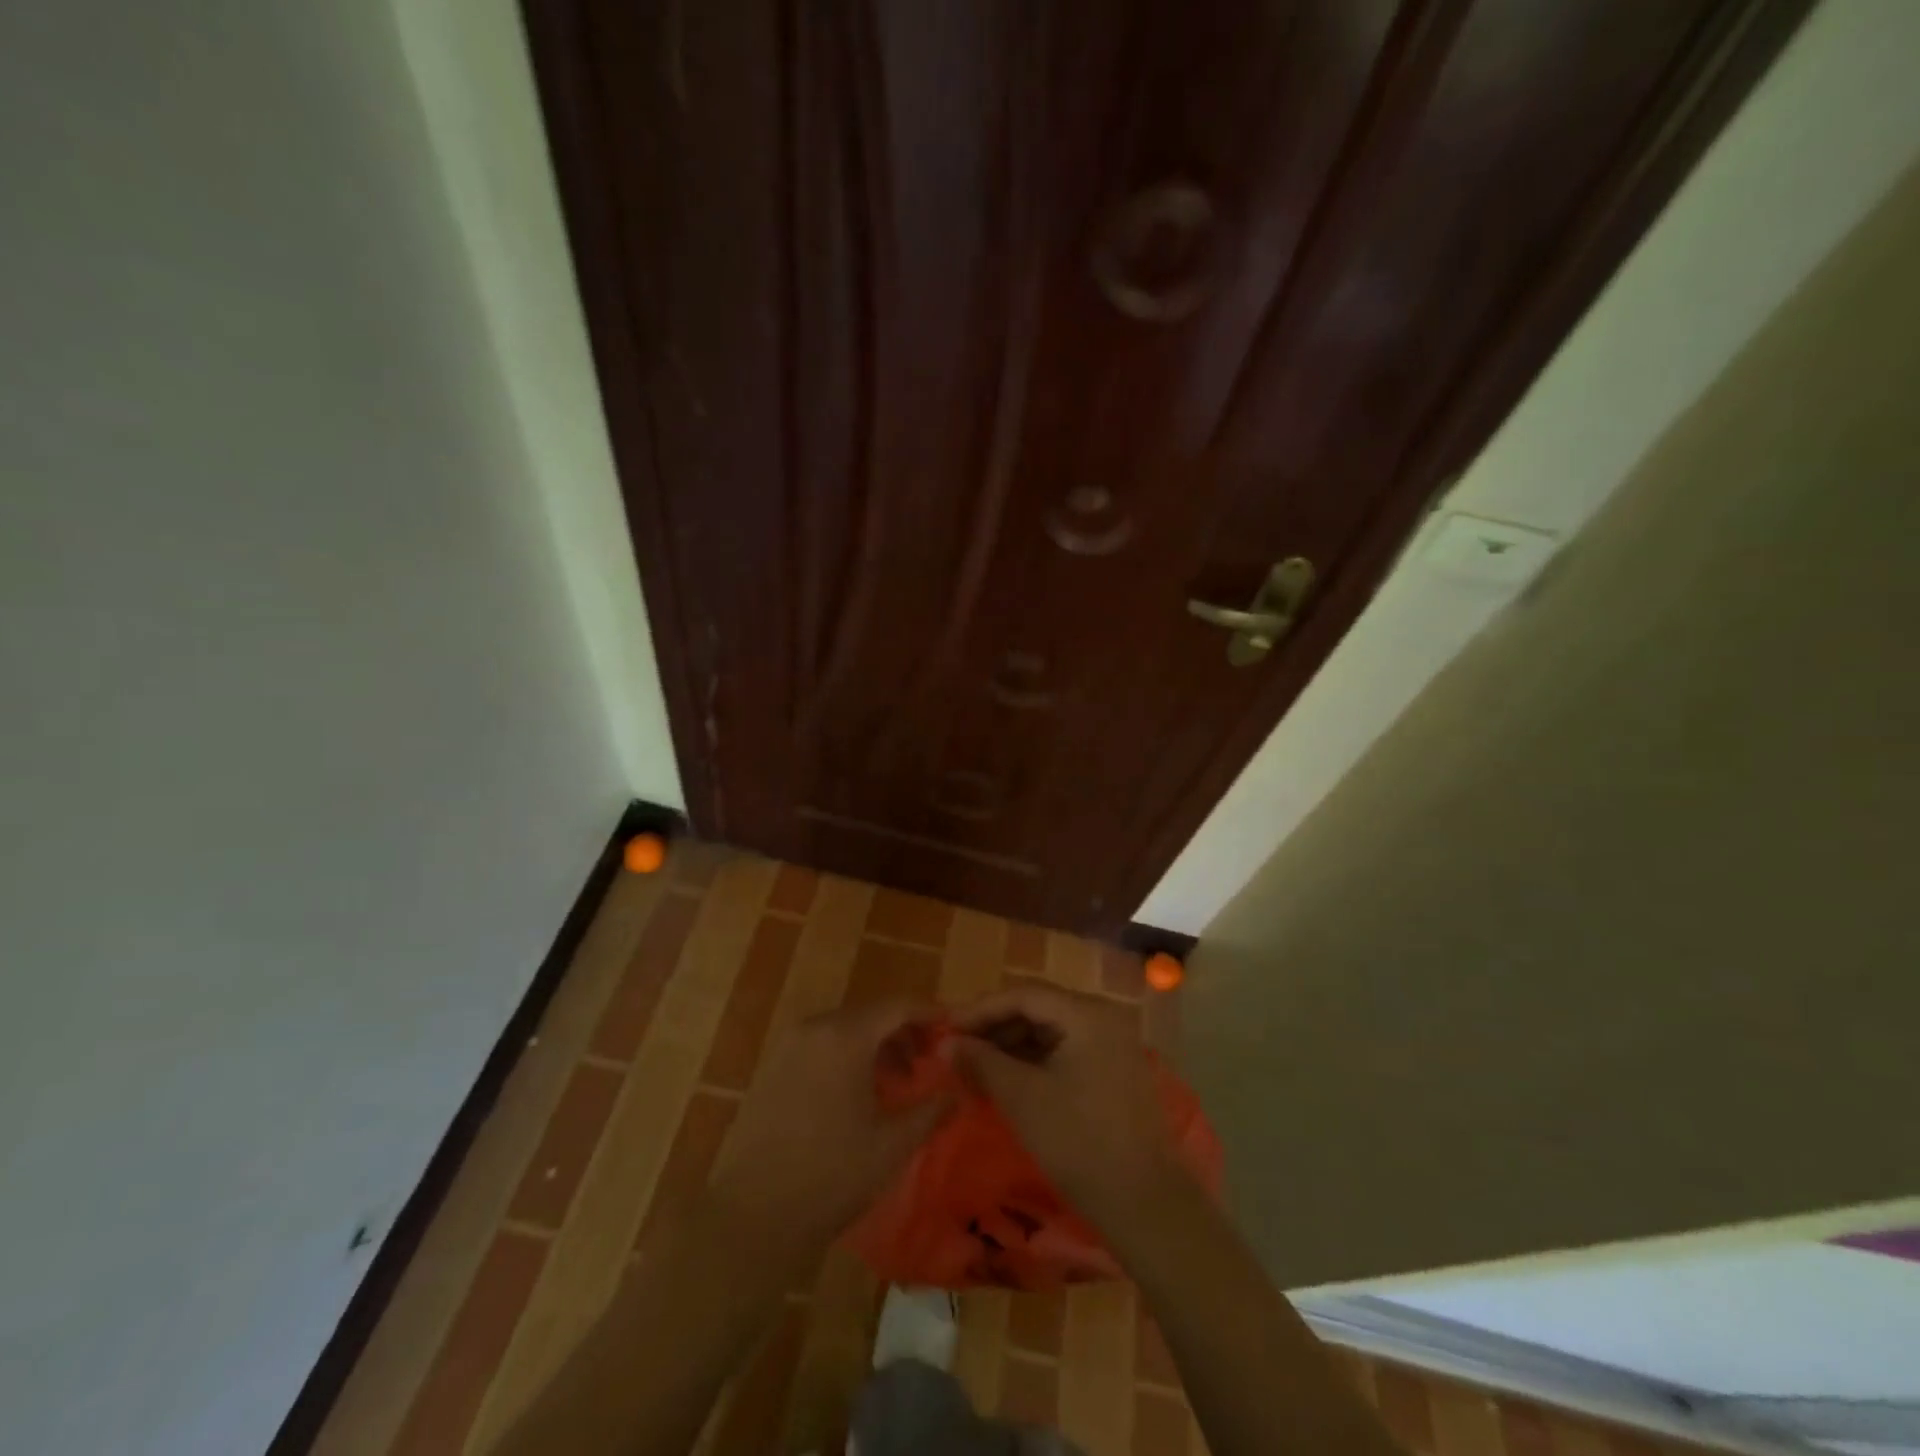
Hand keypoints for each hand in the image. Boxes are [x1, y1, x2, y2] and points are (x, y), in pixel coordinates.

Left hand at [702, 1000, 954, 1267]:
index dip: (929, 1012)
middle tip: (929, 1061)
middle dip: (903, 1032)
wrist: (751, 1217)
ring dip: (875, 1046)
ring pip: (844, 1030)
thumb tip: (957, 1092)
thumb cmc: (831, 1175)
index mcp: (845, 1036)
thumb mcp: (892, 1145)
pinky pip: (820, 1046)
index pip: (898, 1006)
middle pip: (870, 1014)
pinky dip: (846, 1057)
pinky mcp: (771, 1068)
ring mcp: (787, 1047)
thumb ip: (930, 1110)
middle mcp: (814, 1028)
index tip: (953, 1027)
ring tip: (898, 1082)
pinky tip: (858, 1094)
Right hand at [953, 984, 1190, 1232]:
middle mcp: (1103, 1020)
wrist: (1145, 1205)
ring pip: (1051, 1033)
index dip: (981, 1009)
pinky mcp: (1114, 1074)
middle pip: (1039, 1009)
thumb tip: (947, 1044)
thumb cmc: (1079, 1141)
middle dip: (995, 1028)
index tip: (946, 1028)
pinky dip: (1034, 1063)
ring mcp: (1112, 1047)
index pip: (1024, 995)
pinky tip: (1008, 1082)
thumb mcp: (1022, 1098)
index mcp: (1087, 1014)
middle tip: (958, 1049)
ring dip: (1012, 1047)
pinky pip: (1066, 1054)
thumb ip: (982, 1062)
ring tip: (976, 1067)